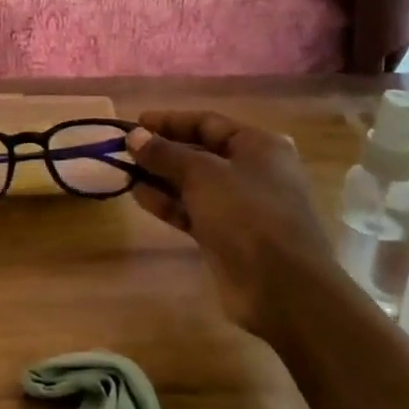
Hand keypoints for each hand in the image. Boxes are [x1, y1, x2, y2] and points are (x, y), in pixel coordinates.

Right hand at [126, 110, 332, 330]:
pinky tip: (140, 197)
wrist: (282, 287)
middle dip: (162, 151)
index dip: (170, 121)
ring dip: (161, 178)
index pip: (207, 123)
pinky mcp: (227, 236)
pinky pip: (193, 211)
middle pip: (200, 153)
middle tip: (125, 151)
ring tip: (125, 173)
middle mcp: (252, 171)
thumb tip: (134, 136)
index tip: (135, 124)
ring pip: (194, 184)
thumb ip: (165, 153)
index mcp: (258, 146)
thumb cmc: (247, 214)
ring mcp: (241, 206)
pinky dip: (168, 203)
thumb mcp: (202, 174)